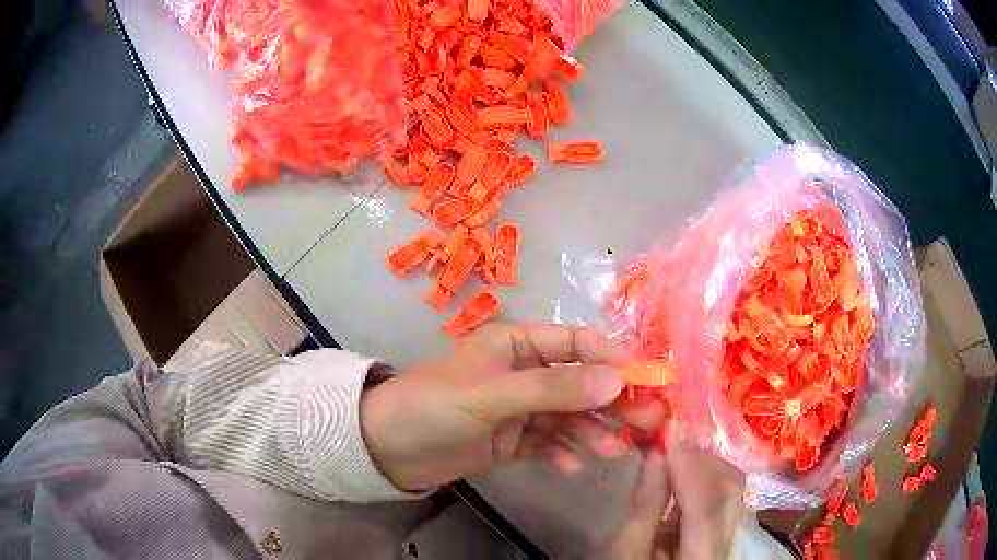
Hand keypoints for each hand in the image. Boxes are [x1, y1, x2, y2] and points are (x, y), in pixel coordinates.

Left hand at [359, 323, 666, 491]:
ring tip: (616, 451)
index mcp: (516, 344)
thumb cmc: (434, 407)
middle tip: (648, 421)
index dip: (612, 359)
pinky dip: (561, 453)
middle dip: (612, 401)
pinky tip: (574, 467)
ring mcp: (518, 409)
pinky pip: (546, 444)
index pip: (576, 343)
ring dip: (592, 432)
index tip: (646, 381)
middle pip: (579, 384)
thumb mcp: (491, 395)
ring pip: (567, 417)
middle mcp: (523, 372)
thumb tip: (617, 380)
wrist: (386, 448)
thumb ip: (553, 388)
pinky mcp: (510, 440)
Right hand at [603, 422, 744, 558]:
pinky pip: (722, 499)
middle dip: (703, 460)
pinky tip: (683, 473)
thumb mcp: (625, 551)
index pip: (706, 508)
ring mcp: (727, 539)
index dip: (690, 466)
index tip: (672, 428)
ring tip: (675, 450)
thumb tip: (657, 455)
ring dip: (705, 466)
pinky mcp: (721, 534)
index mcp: (701, 559)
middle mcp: (725, 546)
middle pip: (730, 493)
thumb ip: (646, 505)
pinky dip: (704, 481)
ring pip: (731, 492)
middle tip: (671, 438)